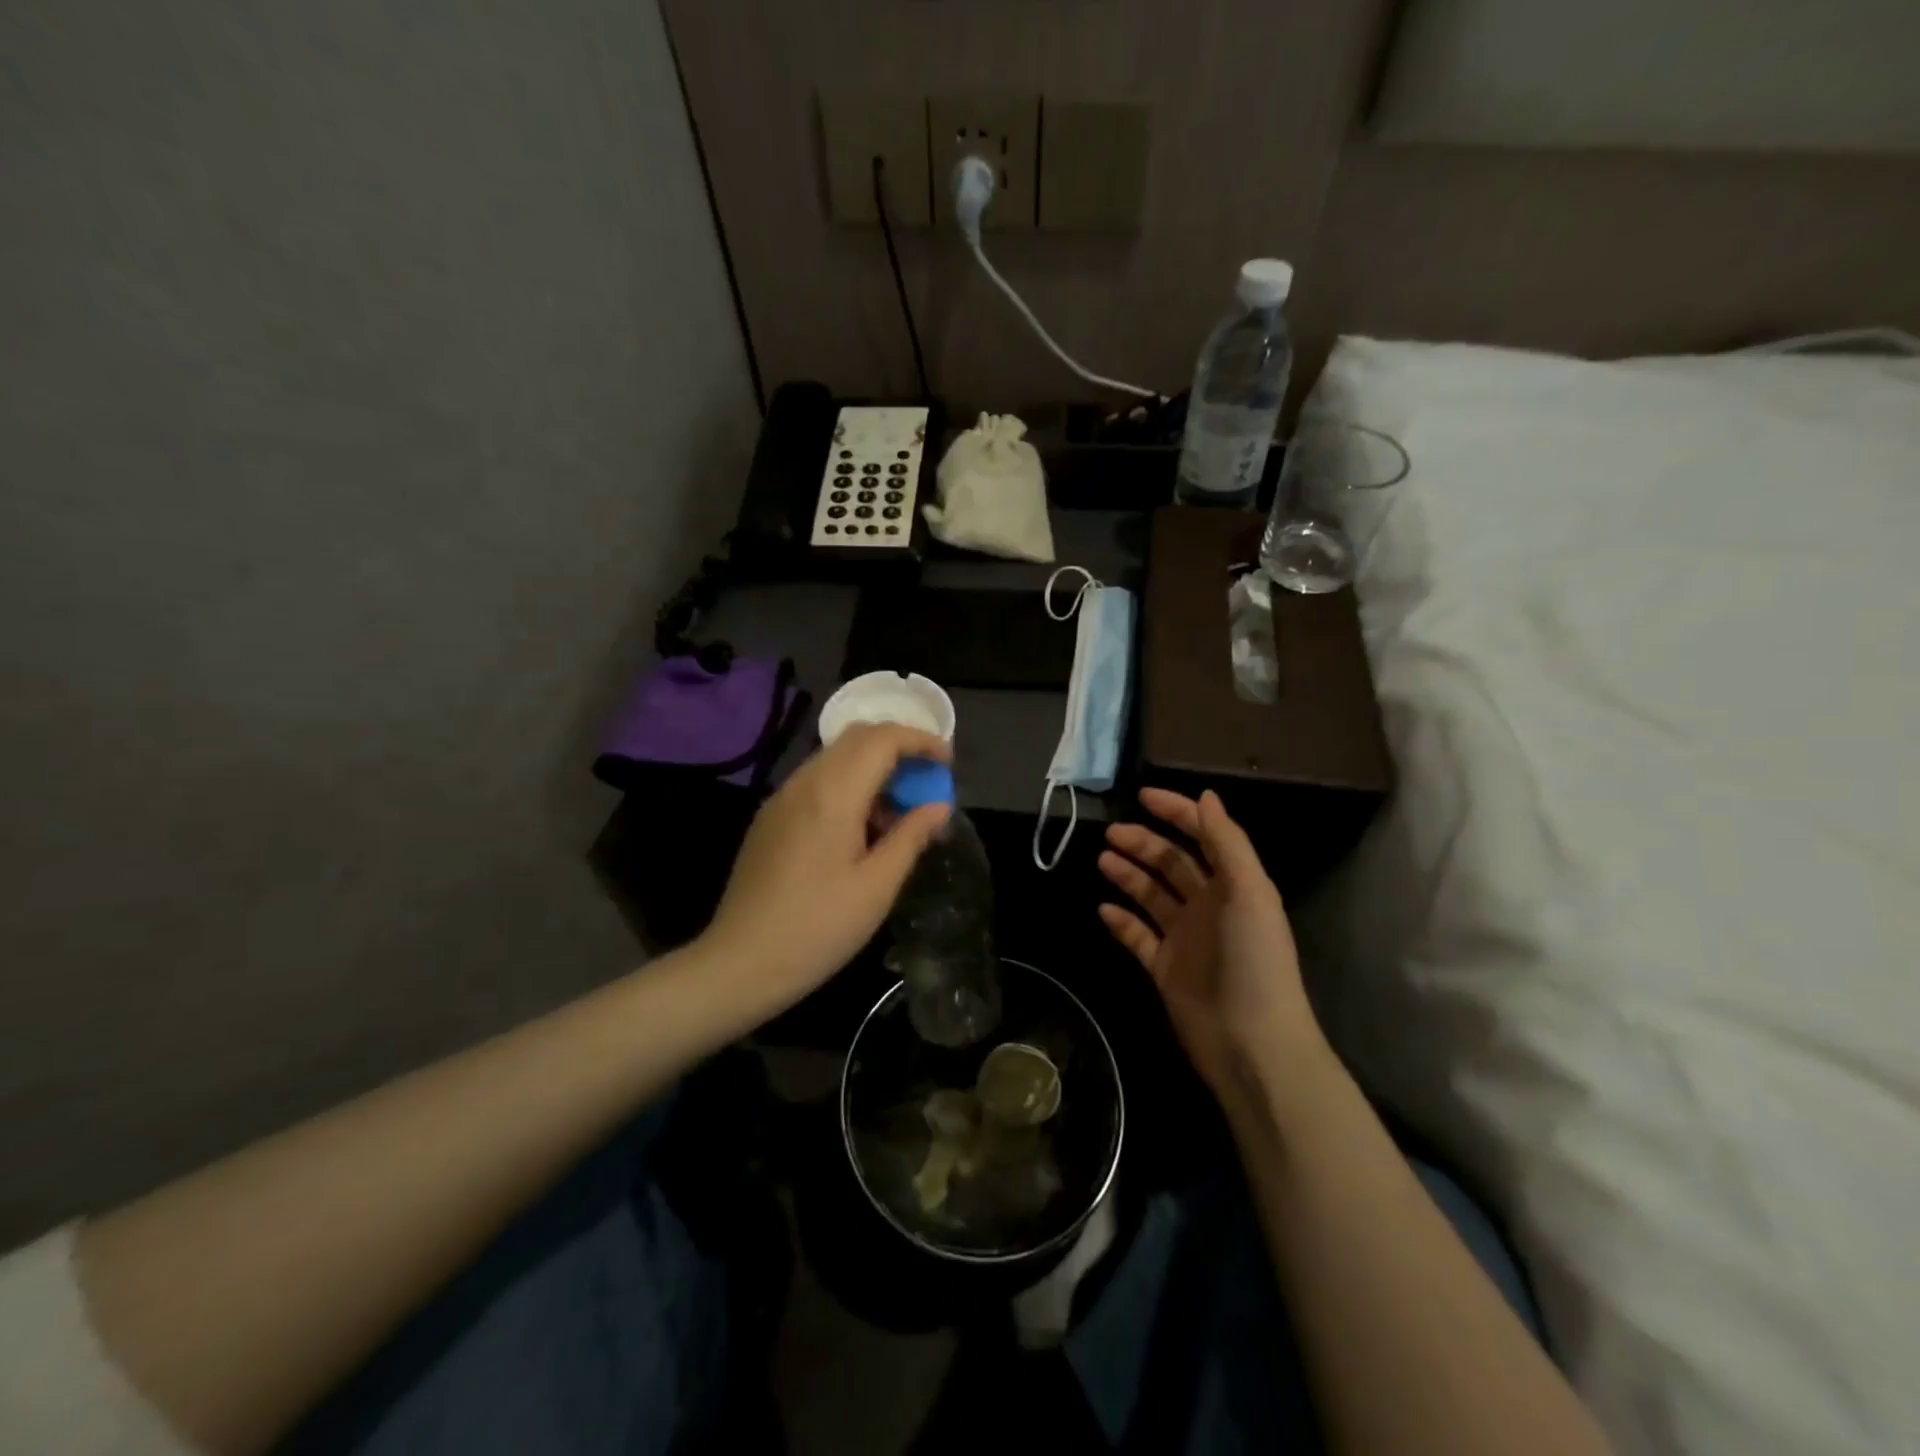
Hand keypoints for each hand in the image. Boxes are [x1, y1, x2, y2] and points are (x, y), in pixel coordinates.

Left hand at [701, 722, 952, 1020]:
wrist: (740, 962)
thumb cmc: (818, 928)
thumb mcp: (877, 887)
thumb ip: (911, 837)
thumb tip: (939, 806)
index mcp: (833, 793)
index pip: (882, 738)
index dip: (921, 740)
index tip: (947, 763)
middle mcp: (804, 782)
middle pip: (857, 737)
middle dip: (899, 748)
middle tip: (927, 782)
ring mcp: (782, 797)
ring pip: (835, 757)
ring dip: (873, 767)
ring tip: (898, 812)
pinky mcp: (771, 816)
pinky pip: (816, 780)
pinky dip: (848, 784)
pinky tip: (860, 827)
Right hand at [1098, 789, 1322, 1100]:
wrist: (1251, 1044)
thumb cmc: (1253, 961)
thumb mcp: (1248, 892)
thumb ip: (1226, 841)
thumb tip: (1206, 795)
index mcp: (1234, 885)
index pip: (1204, 836)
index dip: (1177, 812)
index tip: (1142, 797)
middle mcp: (1210, 906)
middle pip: (1172, 863)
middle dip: (1144, 843)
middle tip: (1111, 834)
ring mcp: (1186, 937)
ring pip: (1152, 895)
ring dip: (1129, 875)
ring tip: (1103, 861)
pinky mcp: (1165, 968)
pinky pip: (1138, 936)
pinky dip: (1121, 920)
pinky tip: (1103, 908)